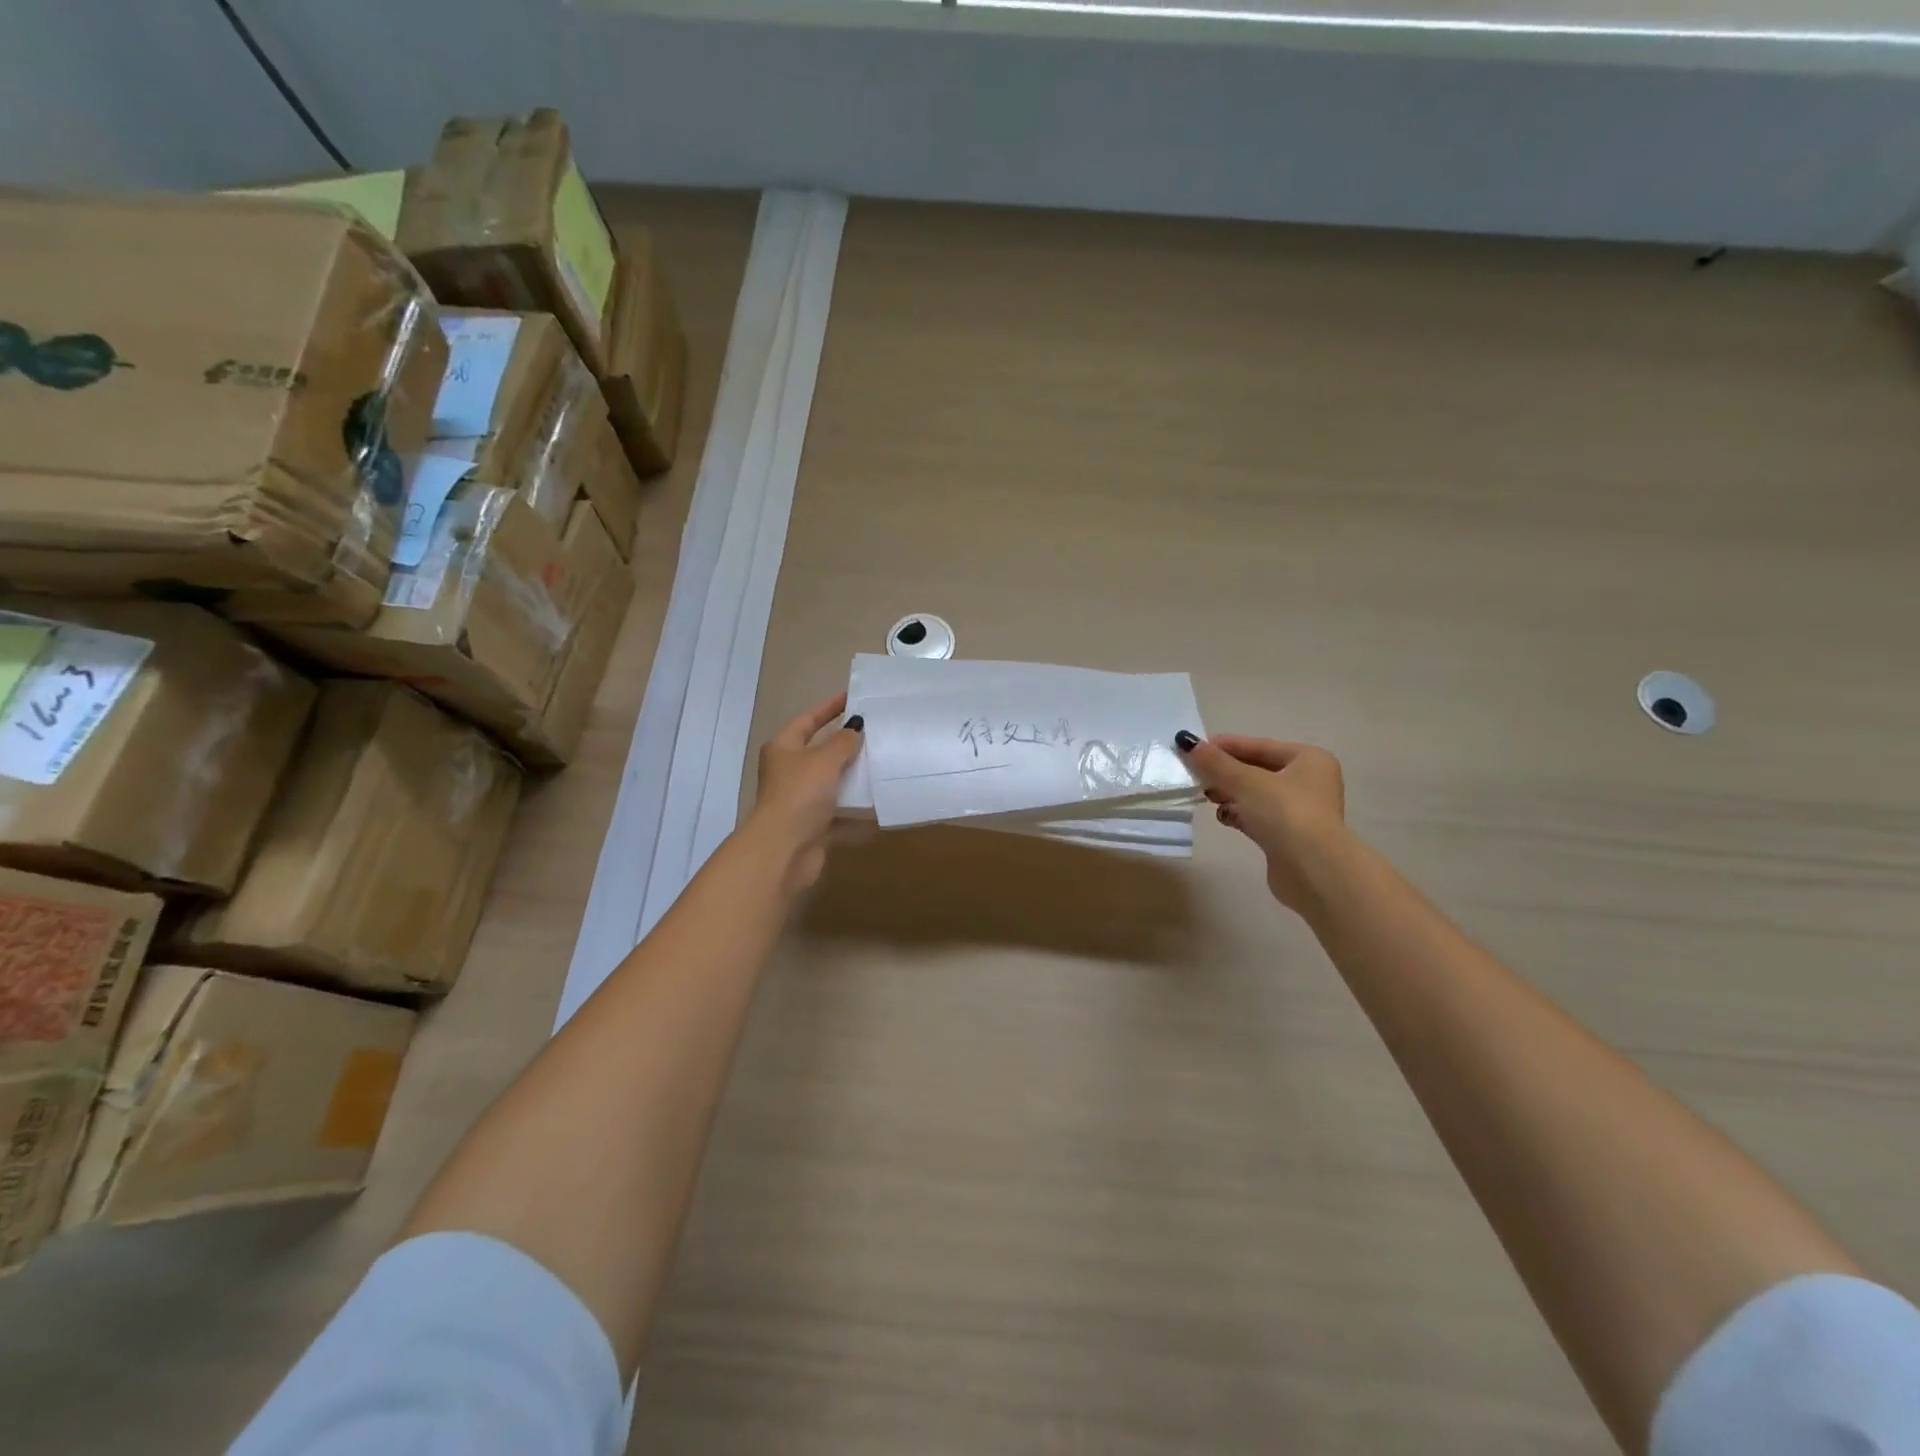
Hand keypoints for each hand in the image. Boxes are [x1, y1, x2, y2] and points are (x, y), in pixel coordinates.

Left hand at [750, 694, 865, 892]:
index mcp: (783, 748)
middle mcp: (789, 772)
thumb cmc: (800, 794)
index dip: (829, 707)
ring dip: (854, 777)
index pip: (807, 719)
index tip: (853, 697)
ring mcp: (801, 800)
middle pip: (820, 752)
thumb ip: (843, 742)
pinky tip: (880, 803)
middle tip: (876, 732)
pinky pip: (840, 812)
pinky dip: (857, 809)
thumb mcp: (825, 759)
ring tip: (883, 764)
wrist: (785, 849)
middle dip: (846, 744)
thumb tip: (856, 729)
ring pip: (832, 783)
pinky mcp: (814, 825)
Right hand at [1175, 731, 1346, 913]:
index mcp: (1309, 760)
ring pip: (1256, 795)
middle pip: (1258, 770)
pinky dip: (1239, 814)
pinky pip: (1258, 817)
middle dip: (1226, 772)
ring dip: (1230, 794)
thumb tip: (1185, 741)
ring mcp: (1300, 811)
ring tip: (1206, 796)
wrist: (1312, 869)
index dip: (1227, 745)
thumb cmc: (1285, 813)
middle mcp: (1309, 782)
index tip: (1196, 747)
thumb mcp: (1245, 781)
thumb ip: (1215, 762)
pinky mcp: (1289, 836)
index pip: (1261, 746)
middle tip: (1196, 774)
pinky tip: (1223, 817)